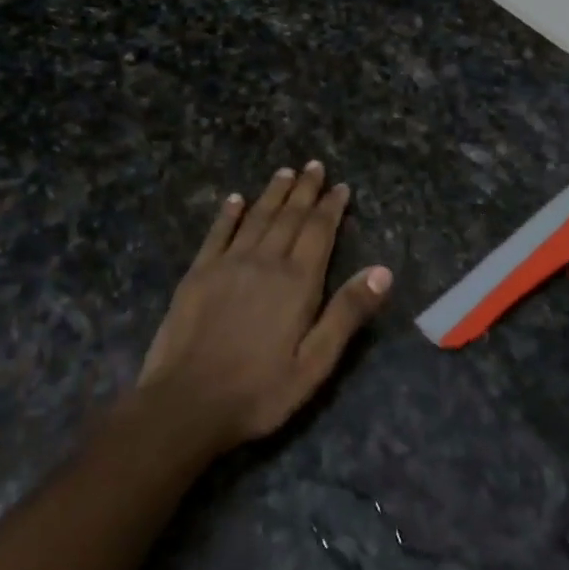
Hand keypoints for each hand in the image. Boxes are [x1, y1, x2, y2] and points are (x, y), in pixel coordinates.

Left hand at [138, 162, 392, 448]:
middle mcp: (265, 262)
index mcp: (297, 282)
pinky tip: (235, 199)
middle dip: (305, 190)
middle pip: (289, 217)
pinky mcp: (198, 274)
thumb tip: (383, 270)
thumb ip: (347, 313)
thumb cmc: (259, 390)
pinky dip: (228, 213)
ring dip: (273, 193)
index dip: (331, 207)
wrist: (186, 404)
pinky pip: (217, 233)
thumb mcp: (315, 363)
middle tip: (314, 166)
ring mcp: (228, 264)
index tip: (340, 186)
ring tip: (285, 172)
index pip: (319, 232)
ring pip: (256, 217)